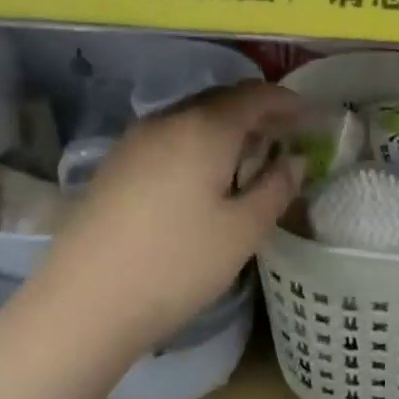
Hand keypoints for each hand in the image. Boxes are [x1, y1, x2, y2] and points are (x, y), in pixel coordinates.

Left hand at [29, 81, 302, 354]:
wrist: (85, 302)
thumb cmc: (178, 264)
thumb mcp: (243, 231)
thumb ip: (276, 187)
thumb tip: (295, 160)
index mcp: (203, 129)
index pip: (254, 95)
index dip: (288, 102)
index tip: (313, 118)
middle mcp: (166, 121)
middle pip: (221, 101)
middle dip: (258, 113)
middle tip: (287, 136)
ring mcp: (134, 142)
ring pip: (191, 120)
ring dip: (227, 130)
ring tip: (251, 157)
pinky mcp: (115, 166)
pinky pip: (169, 139)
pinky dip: (198, 145)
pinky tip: (205, 177)